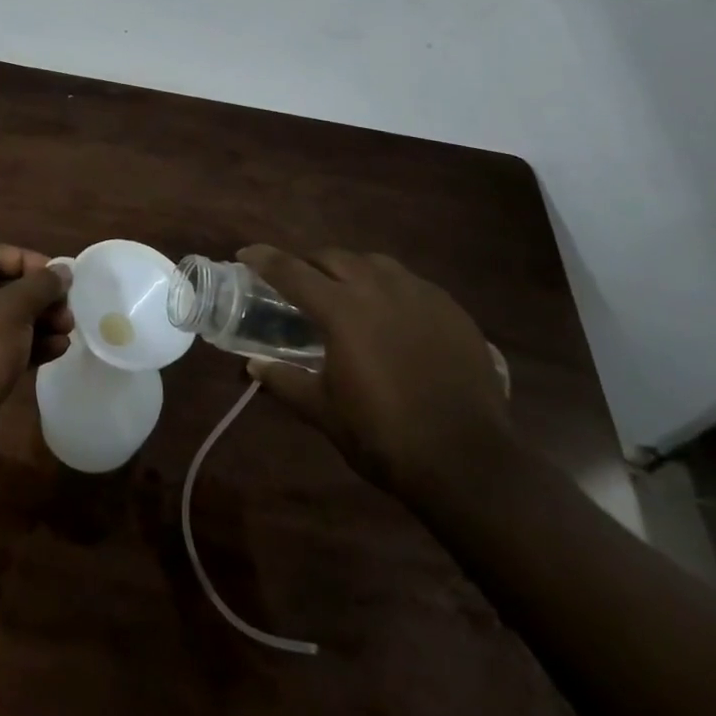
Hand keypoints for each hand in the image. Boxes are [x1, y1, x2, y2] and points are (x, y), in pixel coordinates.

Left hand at [0, 241, 73, 423]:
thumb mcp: (13, 308)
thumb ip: (41, 285)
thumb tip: (63, 269)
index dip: (25, 260)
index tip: (54, 276)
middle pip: (2, 286)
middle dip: (39, 297)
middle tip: (67, 308)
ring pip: (6, 318)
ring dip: (39, 321)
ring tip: (67, 331)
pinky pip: (3, 345)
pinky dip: (28, 344)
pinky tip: (57, 351)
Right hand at [240, 245, 510, 510]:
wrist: (469, 462)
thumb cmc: (385, 437)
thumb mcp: (324, 412)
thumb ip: (285, 381)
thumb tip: (252, 365)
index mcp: (341, 310)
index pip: (291, 271)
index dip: (264, 259)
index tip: (246, 253)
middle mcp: (378, 288)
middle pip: (333, 257)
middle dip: (309, 263)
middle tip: (299, 281)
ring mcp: (419, 294)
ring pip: (374, 262)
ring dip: (351, 269)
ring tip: (346, 290)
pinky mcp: (451, 309)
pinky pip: (410, 282)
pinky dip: (389, 287)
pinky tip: (391, 312)